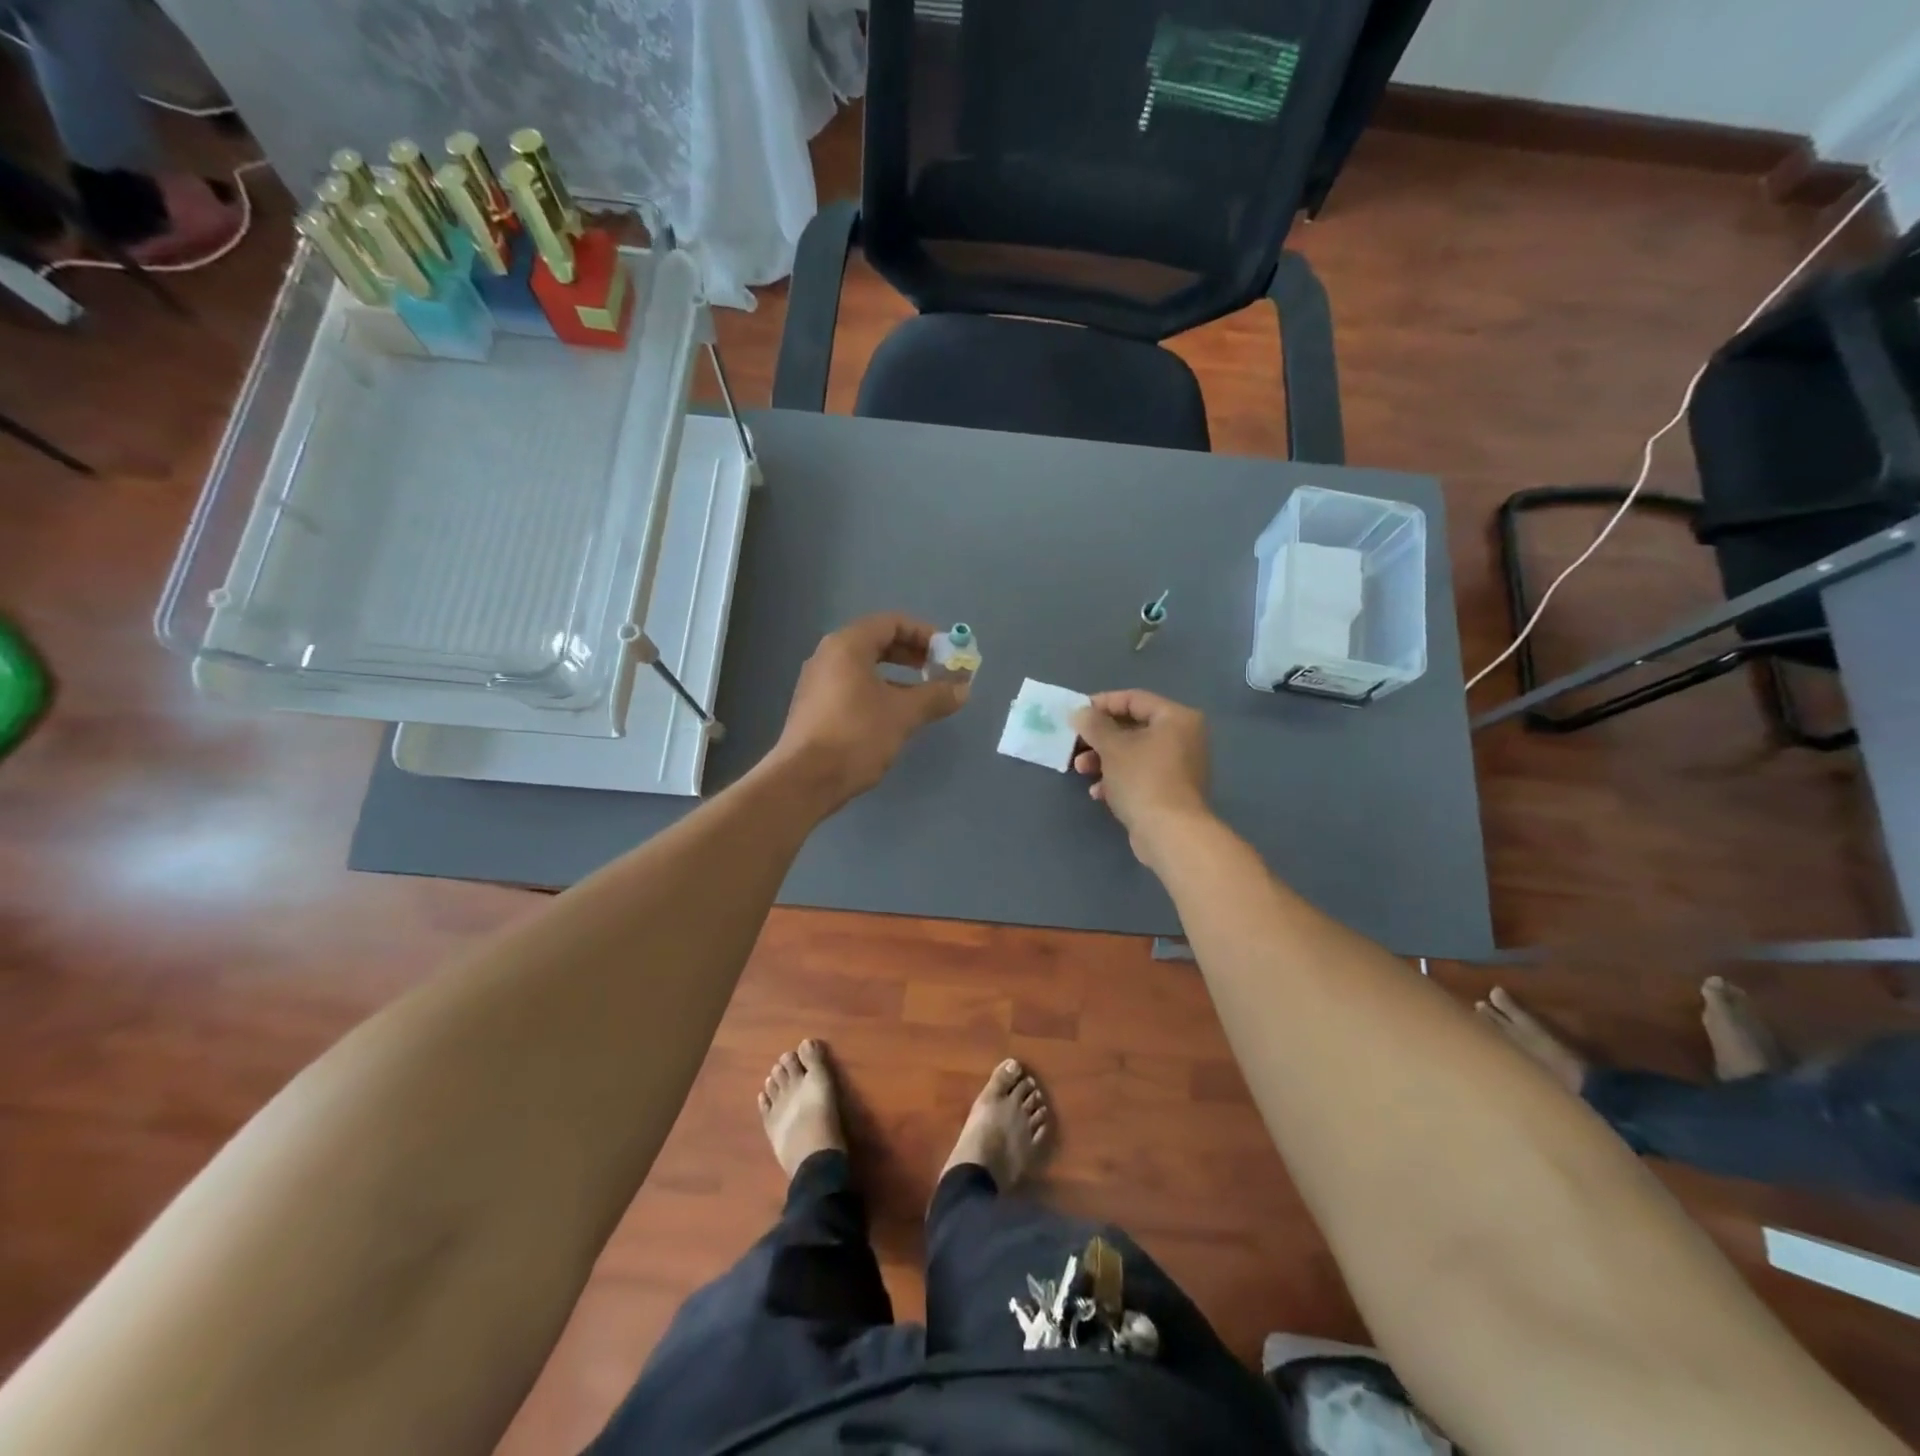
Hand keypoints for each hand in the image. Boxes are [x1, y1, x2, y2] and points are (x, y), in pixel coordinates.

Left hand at [771, 613, 969, 811]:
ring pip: (865, 666)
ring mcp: (818, 682)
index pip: (892, 622)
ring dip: (897, 676)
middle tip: (938, 672)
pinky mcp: (815, 707)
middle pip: (877, 641)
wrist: (805, 780)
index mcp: (848, 645)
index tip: (947, 654)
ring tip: (923, 696)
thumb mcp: (903, 714)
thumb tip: (963, 689)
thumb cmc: (857, 736)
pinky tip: (895, 715)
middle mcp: (828, 655)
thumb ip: (936, 696)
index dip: (924, 634)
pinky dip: (878, 691)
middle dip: (912, 654)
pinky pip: (853, 686)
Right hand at [1071, 691, 1210, 863]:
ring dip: (1103, 759)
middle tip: (1075, 744)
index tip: (1076, 714)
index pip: (1133, 699)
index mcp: (1176, 718)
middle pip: (1132, 727)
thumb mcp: (1112, 747)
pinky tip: (1099, 793)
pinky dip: (1118, 779)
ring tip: (1081, 770)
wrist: (1170, 833)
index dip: (1101, 704)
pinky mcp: (1170, 791)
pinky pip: (1139, 775)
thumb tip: (1080, 712)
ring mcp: (1178, 766)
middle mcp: (1183, 737)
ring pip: (1133, 753)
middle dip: (1099, 737)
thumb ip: (1094, 725)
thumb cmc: (1143, 779)